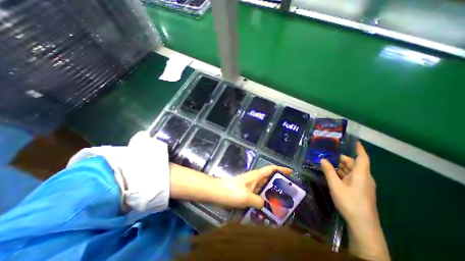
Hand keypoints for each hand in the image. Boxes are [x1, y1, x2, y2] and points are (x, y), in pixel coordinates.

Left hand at [218, 167, 288, 208]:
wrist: (217, 192)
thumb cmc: (231, 191)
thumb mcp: (247, 197)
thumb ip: (258, 201)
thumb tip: (264, 203)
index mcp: (255, 176)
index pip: (270, 169)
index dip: (281, 169)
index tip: (290, 172)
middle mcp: (254, 179)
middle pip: (269, 178)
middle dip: (278, 184)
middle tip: (288, 193)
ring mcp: (250, 185)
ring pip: (263, 187)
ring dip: (271, 193)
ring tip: (280, 203)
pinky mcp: (246, 192)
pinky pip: (257, 194)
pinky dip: (263, 199)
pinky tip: (266, 208)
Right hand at [322, 143, 388, 260]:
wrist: (363, 224)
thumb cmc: (350, 202)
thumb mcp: (336, 185)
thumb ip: (329, 171)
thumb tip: (322, 160)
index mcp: (361, 174)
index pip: (362, 157)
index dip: (359, 148)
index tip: (353, 140)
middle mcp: (364, 177)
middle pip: (353, 163)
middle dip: (341, 158)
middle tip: (327, 154)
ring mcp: (362, 184)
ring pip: (351, 170)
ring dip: (340, 166)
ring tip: (327, 162)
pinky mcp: (360, 189)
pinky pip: (350, 177)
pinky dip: (341, 173)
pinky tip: (332, 173)